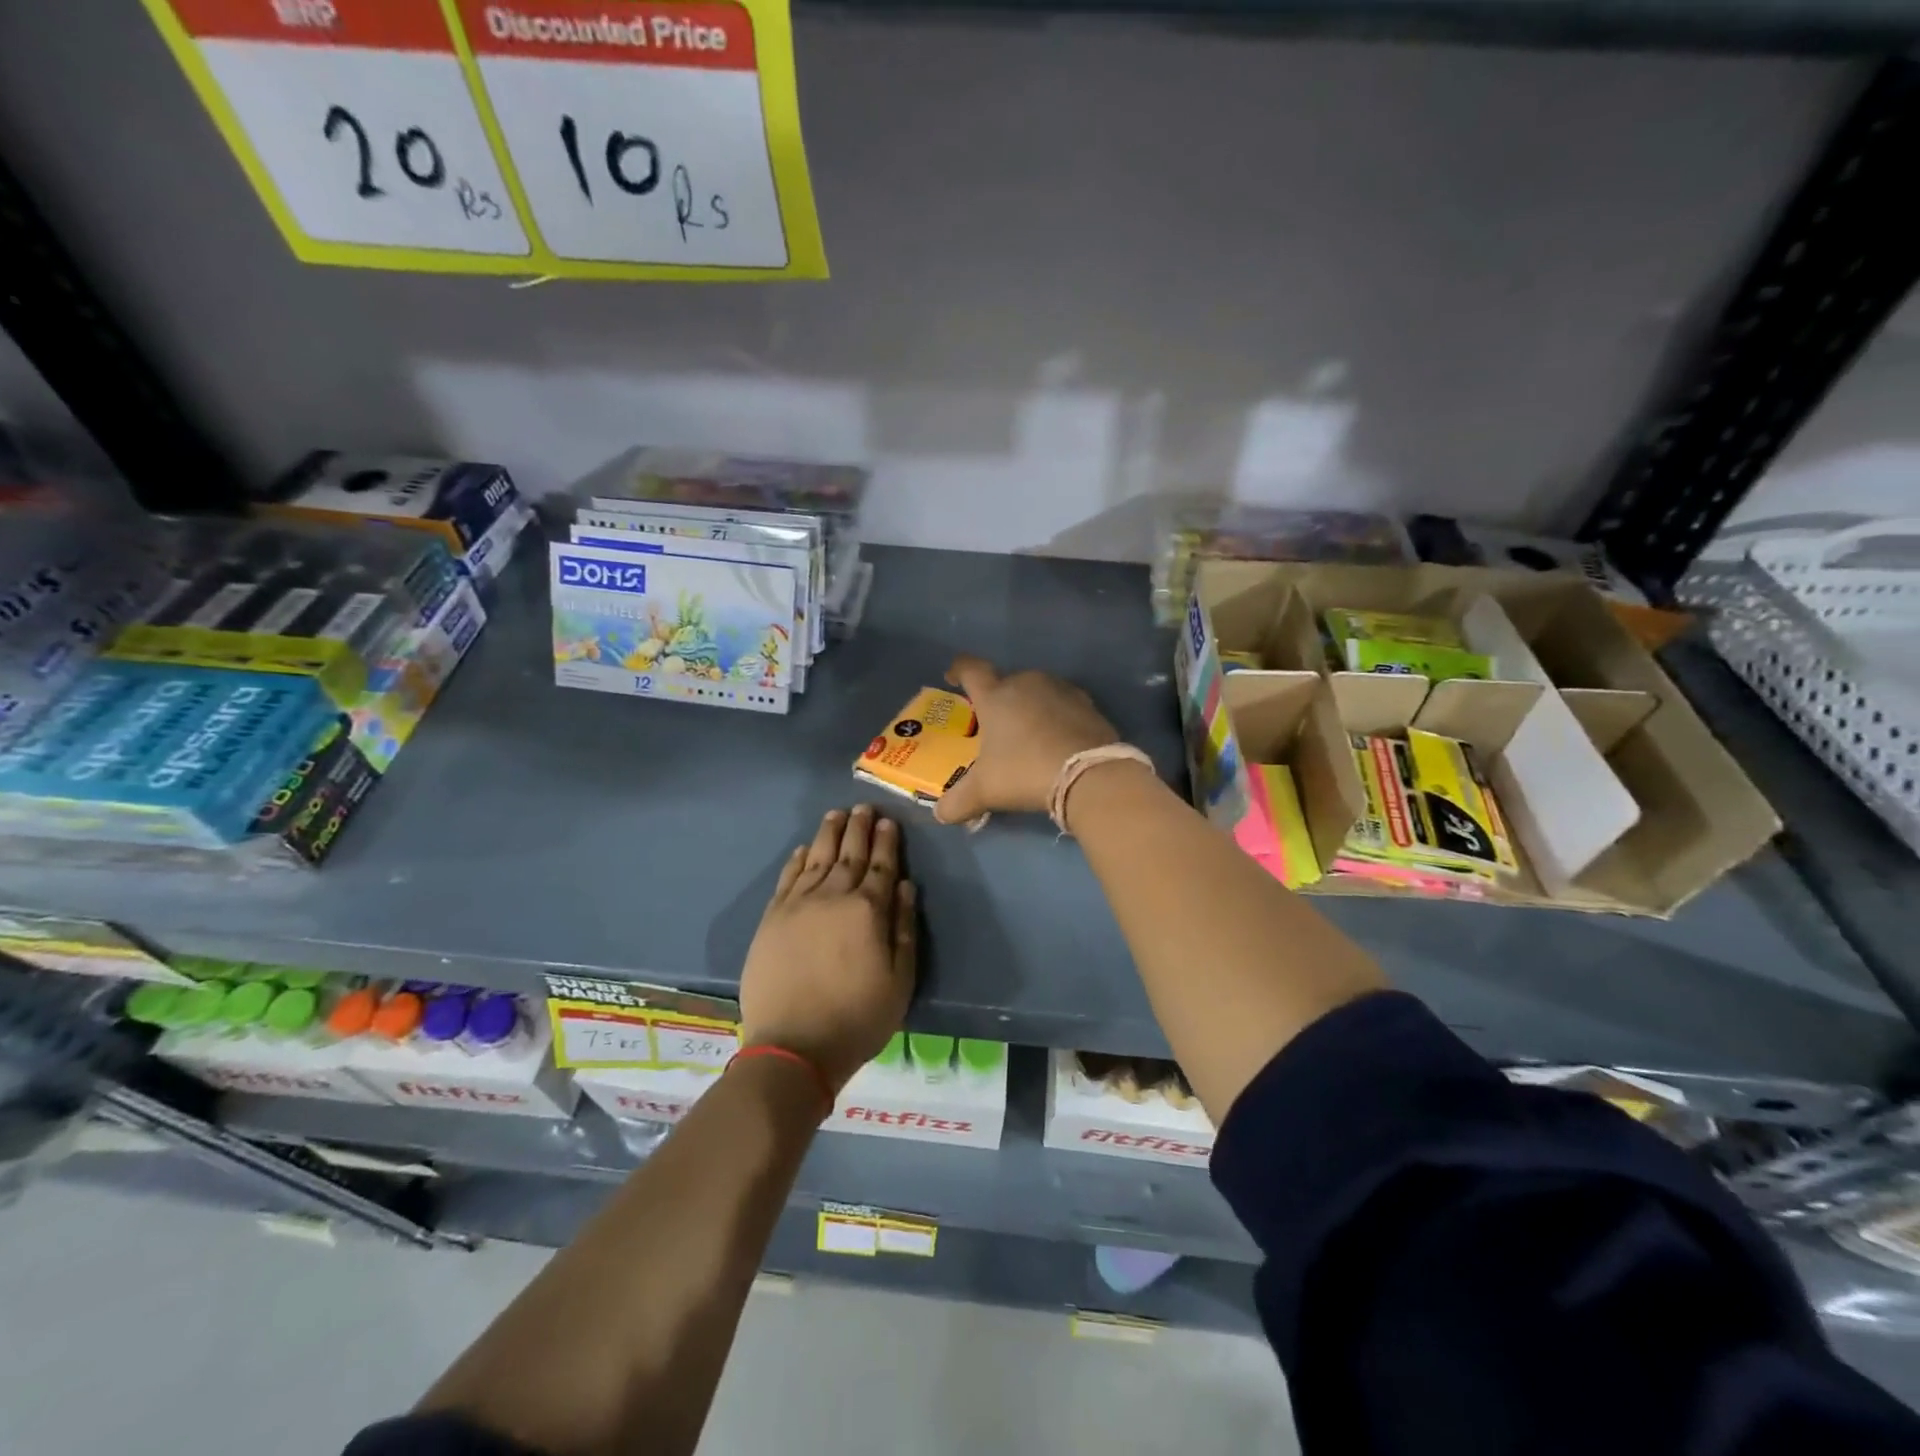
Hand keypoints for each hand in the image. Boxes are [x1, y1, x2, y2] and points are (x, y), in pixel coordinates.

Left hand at [739, 806, 916, 1092]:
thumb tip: (904, 885)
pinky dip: (797, 860)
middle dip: (859, 828)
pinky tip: (803, 849)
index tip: (888, 822)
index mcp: (867, 911)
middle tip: (864, 807)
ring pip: (816, 858)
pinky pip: (787, 878)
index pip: (881, 866)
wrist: (793, 1046)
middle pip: (849, 854)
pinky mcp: (772, 919)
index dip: (886, 843)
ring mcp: (798, 905)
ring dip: (828, 834)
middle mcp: (832, 897)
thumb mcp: (900, 980)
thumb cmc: (857, 1018)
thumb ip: (903, 928)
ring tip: (836, 815)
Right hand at [933, 655, 1119, 823]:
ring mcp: (1061, 690)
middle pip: (1007, 681)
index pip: (971, 669)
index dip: (959, 669)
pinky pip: (1064, 705)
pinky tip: (1057, 740)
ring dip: (1030, 706)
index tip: (953, 676)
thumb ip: (958, 802)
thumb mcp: (985, 791)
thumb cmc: (1024, 771)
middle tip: (995, 724)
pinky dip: (1057, 717)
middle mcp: (1027, 683)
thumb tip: (941, 814)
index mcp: (996, 695)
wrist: (1089, 774)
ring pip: (1037, 691)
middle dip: (999, 698)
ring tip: (1027, 733)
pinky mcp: (1088, 705)